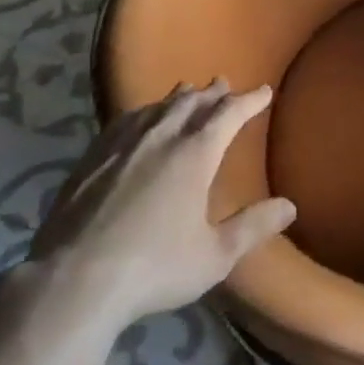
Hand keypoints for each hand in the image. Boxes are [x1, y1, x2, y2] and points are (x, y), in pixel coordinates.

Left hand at [18, 81, 294, 334]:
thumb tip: (290, 206)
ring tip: (187, 91)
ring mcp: (123, 144)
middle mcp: (161, 137)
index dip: (249, 101)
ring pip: (158, 107)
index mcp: (195, 154)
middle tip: (225, 84)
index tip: (264, 91)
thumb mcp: (215, 255)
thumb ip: (253, 227)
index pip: (229, 114)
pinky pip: (125, 120)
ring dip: (178, 97)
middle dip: (212, 93)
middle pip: (192, 103)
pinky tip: (138, 118)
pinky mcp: (92, 158)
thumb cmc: (155, 267)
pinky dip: (143, 111)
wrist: (74, 280)